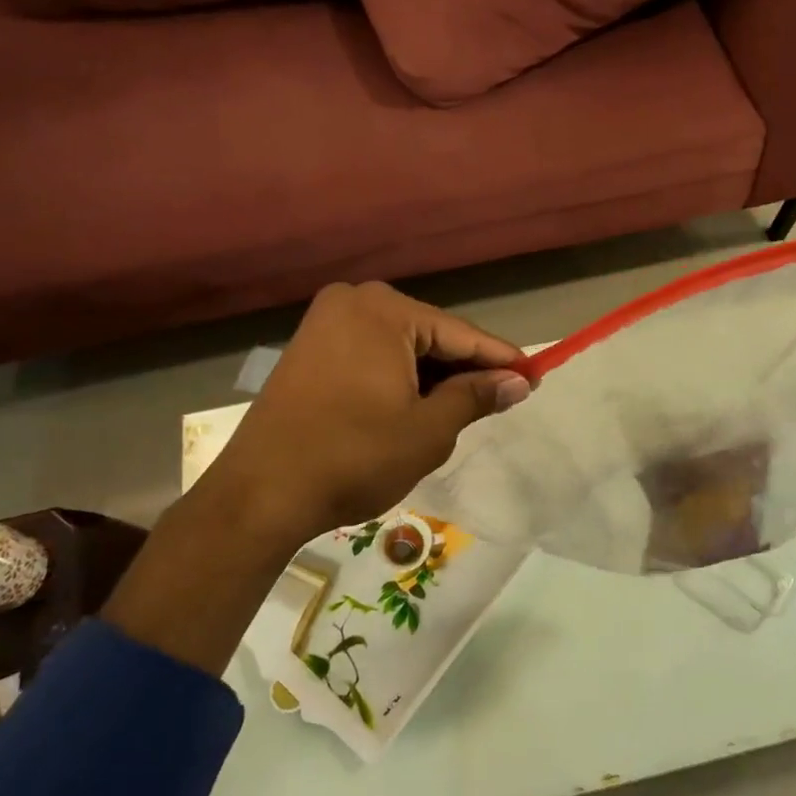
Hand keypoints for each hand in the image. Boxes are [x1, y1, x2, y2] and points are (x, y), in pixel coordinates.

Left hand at [196, 282, 532, 551]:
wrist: (260, 494)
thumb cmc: (353, 457)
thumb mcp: (427, 430)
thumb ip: (476, 397)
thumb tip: (519, 382)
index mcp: (384, 310)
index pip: (461, 334)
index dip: (501, 360)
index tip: (535, 377)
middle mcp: (353, 302)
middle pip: (430, 336)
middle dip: (463, 370)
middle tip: (501, 400)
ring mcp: (325, 324)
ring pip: (401, 347)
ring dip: (431, 378)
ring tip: (462, 411)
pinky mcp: (309, 349)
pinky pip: (372, 355)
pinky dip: (398, 379)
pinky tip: (416, 406)